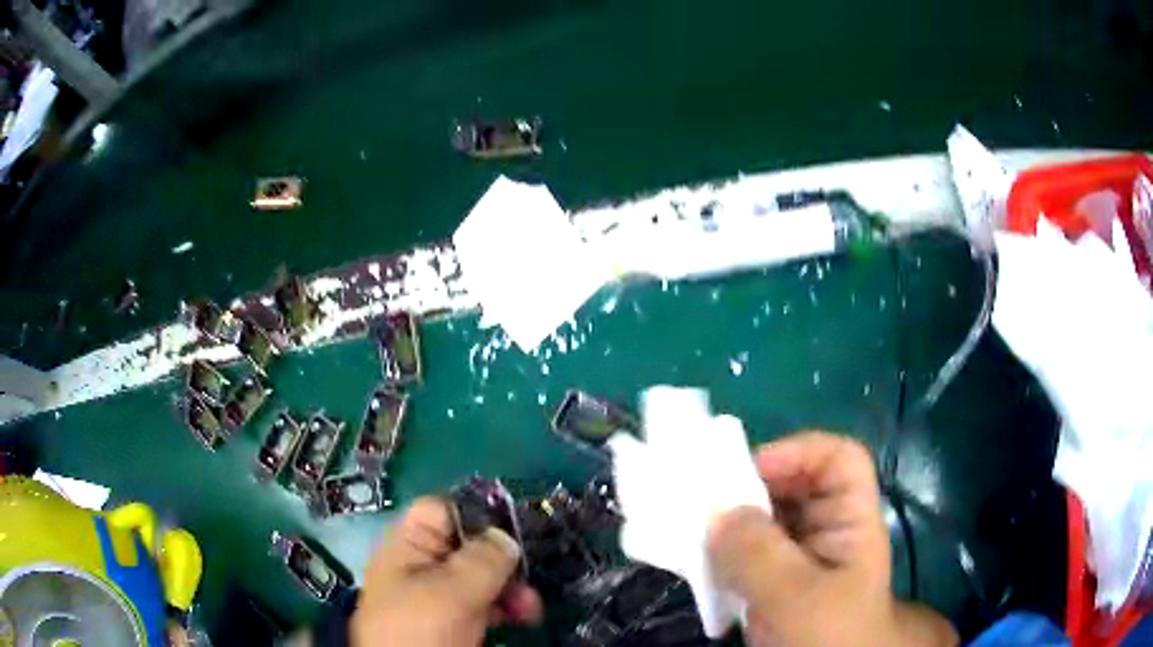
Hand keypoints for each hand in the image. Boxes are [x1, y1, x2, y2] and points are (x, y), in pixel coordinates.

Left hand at [352, 497, 542, 646]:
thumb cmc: (420, 629)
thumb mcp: (451, 592)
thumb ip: (483, 560)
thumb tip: (508, 536)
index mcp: (409, 546)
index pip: (443, 509)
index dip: (478, 512)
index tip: (517, 527)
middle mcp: (424, 565)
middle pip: (470, 545)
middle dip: (504, 559)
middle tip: (530, 576)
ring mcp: (440, 595)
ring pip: (483, 576)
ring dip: (512, 587)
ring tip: (531, 608)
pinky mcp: (455, 620)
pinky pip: (486, 603)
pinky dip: (507, 607)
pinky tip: (523, 617)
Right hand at [707, 431, 957, 646]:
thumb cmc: (828, 636)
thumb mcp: (798, 597)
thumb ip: (758, 554)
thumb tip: (715, 512)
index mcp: (851, 522)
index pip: (838, 460)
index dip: (799, 452)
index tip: (749, 472)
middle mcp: (825, 531)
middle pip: (793, 485)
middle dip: (750, 488)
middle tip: (704, 503)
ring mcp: (797, 558)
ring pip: (763, 519)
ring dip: (728, 523)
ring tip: (693, 533)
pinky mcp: (772, 583)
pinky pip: (745, 553)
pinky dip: (721, 552)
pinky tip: (700, 563)